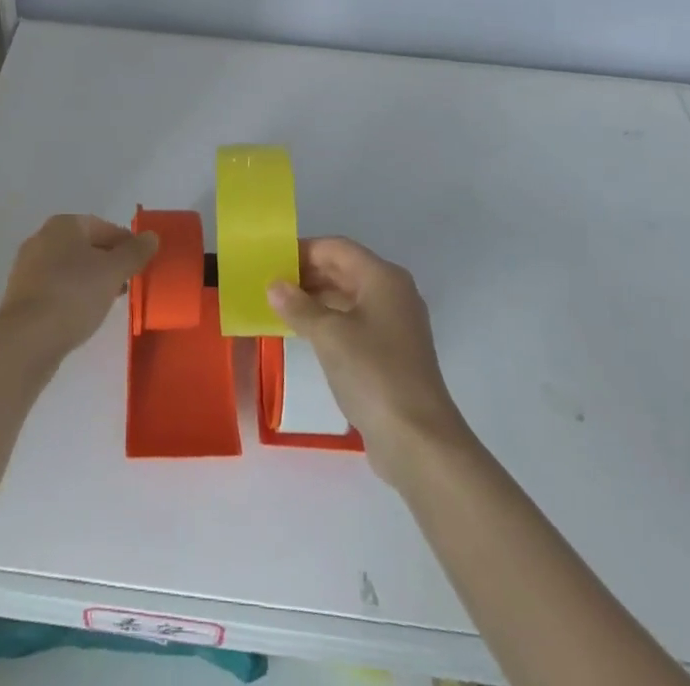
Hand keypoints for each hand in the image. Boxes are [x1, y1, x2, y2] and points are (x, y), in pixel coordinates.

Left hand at [0, 214, 158, 367]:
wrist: (26, 340)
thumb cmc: (74, 295)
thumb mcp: (113, 272)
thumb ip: (135, 252)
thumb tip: (152, 236)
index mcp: (64, 225)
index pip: (104, 227)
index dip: (127, 244)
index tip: (142, 265)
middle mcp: (42, 238)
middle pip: (86, 246)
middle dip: (109, 263)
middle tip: (128, 283)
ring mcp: (28, 267)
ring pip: (70, 268)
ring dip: (91, 280)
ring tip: (109, 302)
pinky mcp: (22, 295)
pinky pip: (56, 287)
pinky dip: (73, 295)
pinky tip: (83, 314)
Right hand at [267, 237, 470, 485]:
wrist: (419, 441)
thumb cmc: (373, 373)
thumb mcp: (328, 335)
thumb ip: (298, 306)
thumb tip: (274, 285)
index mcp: (383, 277)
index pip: (337, 248)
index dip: (303, 251)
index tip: (270, 262)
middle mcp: (393, 293)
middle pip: (344, 270)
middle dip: (308, 275)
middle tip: (270, 286)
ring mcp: (396, 325)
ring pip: (349, 298)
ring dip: (316, 299)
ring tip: (280, 308)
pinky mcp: (393, 354)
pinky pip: (355, 323)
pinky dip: (330, 322)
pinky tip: (305, 335)